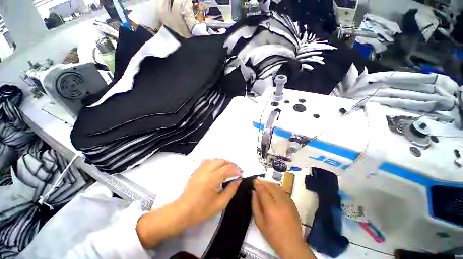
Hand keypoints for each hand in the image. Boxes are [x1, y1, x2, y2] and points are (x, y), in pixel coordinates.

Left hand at [178, 159, 242, 224]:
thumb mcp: (220, 203)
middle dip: (231, 164)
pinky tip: (218, 168)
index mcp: (212, 179)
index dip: (236, 170)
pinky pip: (208, 161)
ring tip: (229, 169)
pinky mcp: (197, 170)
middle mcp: (206, 170)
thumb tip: (238, 180)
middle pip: (221, 161)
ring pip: (215, 159)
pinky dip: (216, 162)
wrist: (183, 211)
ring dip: (224, 162)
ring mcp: (200, 169)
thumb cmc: (202, 210)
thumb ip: (231, 190)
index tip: (241, 174)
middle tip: (236, 171)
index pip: (227, 168)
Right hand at [252, 179, 315, 258]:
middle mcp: (280, 202)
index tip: (253, 180)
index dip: (257, 184)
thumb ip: (255, 205)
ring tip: (263, 182)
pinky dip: (276, 187)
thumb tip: (254, 192)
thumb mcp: (259, 222)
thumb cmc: (273, 235)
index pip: (263, 191)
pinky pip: (282, 190)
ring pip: (277, 187)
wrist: (292, 243)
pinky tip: (272, 188)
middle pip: (270, 186)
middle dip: (263, 182)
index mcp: (271, 208)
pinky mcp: (292, 203)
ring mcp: (288, 201)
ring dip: (269, 183)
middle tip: (257, 179)